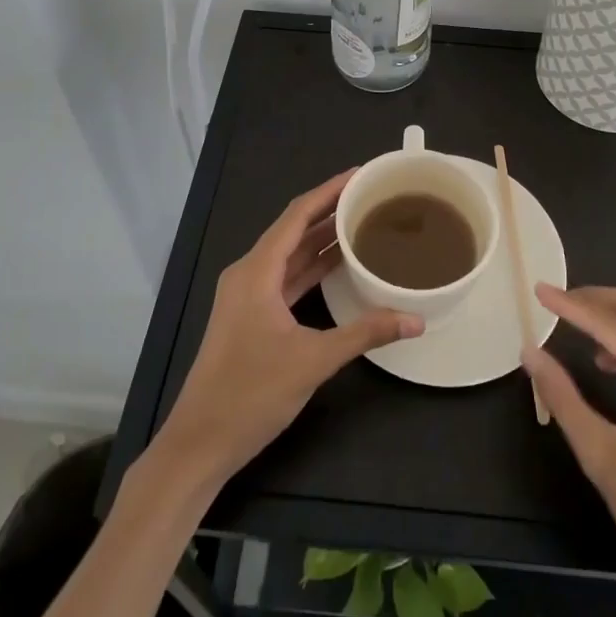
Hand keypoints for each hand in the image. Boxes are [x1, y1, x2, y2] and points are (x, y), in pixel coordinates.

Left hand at [151, 169, 422, 488]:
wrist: (200, 442)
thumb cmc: (251, 393)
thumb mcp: (313, 360)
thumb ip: (365, 333)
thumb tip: (415, 319)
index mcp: (257, 270)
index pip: (297, 215)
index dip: (329, 190)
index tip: (361, 174)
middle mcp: (249, 273)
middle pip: (294, 229)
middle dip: (330, 210)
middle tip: (370, 196)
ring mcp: (248, 295)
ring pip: (290, 255)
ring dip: (322, 239)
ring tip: (363, 222)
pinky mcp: (251, 315)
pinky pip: (286, 277)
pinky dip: (312, 267)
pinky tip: (340, 265)